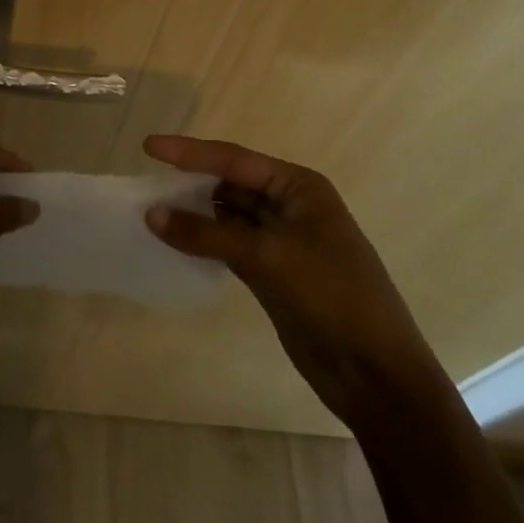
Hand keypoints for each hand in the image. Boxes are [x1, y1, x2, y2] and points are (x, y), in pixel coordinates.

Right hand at [143, 135, 444, 425]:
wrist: (377, 375)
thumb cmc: (332, 298)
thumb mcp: (269, 258)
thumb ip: (208, 234)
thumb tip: (152, 214)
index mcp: (299, 187)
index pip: (234, 160)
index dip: (190, 152)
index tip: (148, 147)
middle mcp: (290, 206)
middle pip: (230, 184)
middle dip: (190, 182)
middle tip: (145, 182)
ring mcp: (281, 241)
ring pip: (227, 216)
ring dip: (194, 214)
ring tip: (152, 211)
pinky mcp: (272, 273)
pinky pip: (229, 245)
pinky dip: (204, 242)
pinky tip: (177, 243)